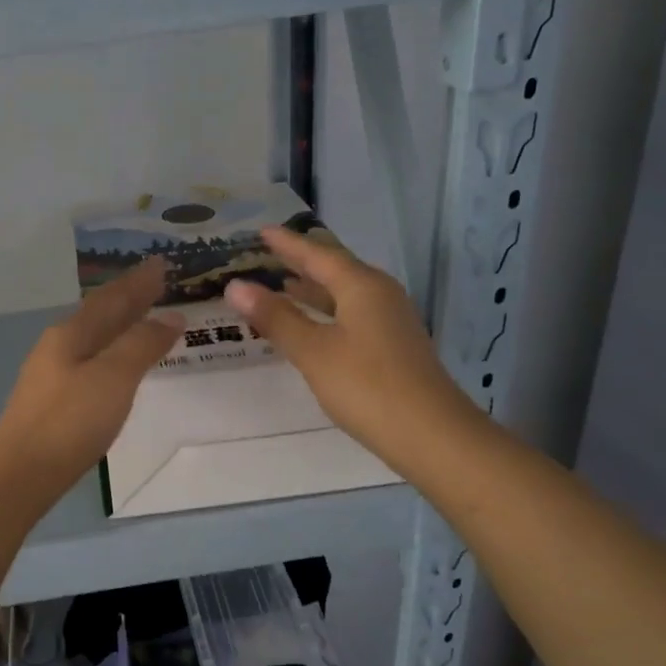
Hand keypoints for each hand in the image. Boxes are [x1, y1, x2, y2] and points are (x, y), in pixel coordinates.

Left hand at [0, 259, 183, 502]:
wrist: (22, 473)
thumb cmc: (71, 421)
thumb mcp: (114, 378)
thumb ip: (142, 345)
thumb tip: (170, 318)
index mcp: (71, 334)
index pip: (111, 299)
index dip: (138, 283)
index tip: (161, 265)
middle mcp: (57, 347)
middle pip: (98, 315)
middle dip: (127, 299)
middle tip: (155, 284)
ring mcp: (50, 376)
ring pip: (91, 339)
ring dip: (118, 326)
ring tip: (141, 319)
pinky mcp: (51, 403)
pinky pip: (88, 362)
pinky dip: (109, 353)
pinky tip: (115, 366)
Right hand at [223, 226, 478, 470]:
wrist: (429, 433)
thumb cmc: (366, 386)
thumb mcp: (313, 351)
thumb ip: (276, 317)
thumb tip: (235, 286)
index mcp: (362, 286)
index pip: (318, 255)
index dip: (288, 244)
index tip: (262, 231)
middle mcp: (380, 295)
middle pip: (335, 270)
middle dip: (301, 263)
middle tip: (267, 256)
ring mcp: (390, 321)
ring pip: (344, 295)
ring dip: (313, 290)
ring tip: (282, 286)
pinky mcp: (392, 346)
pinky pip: (351, 315)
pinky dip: (325, 313)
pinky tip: (312, 327)